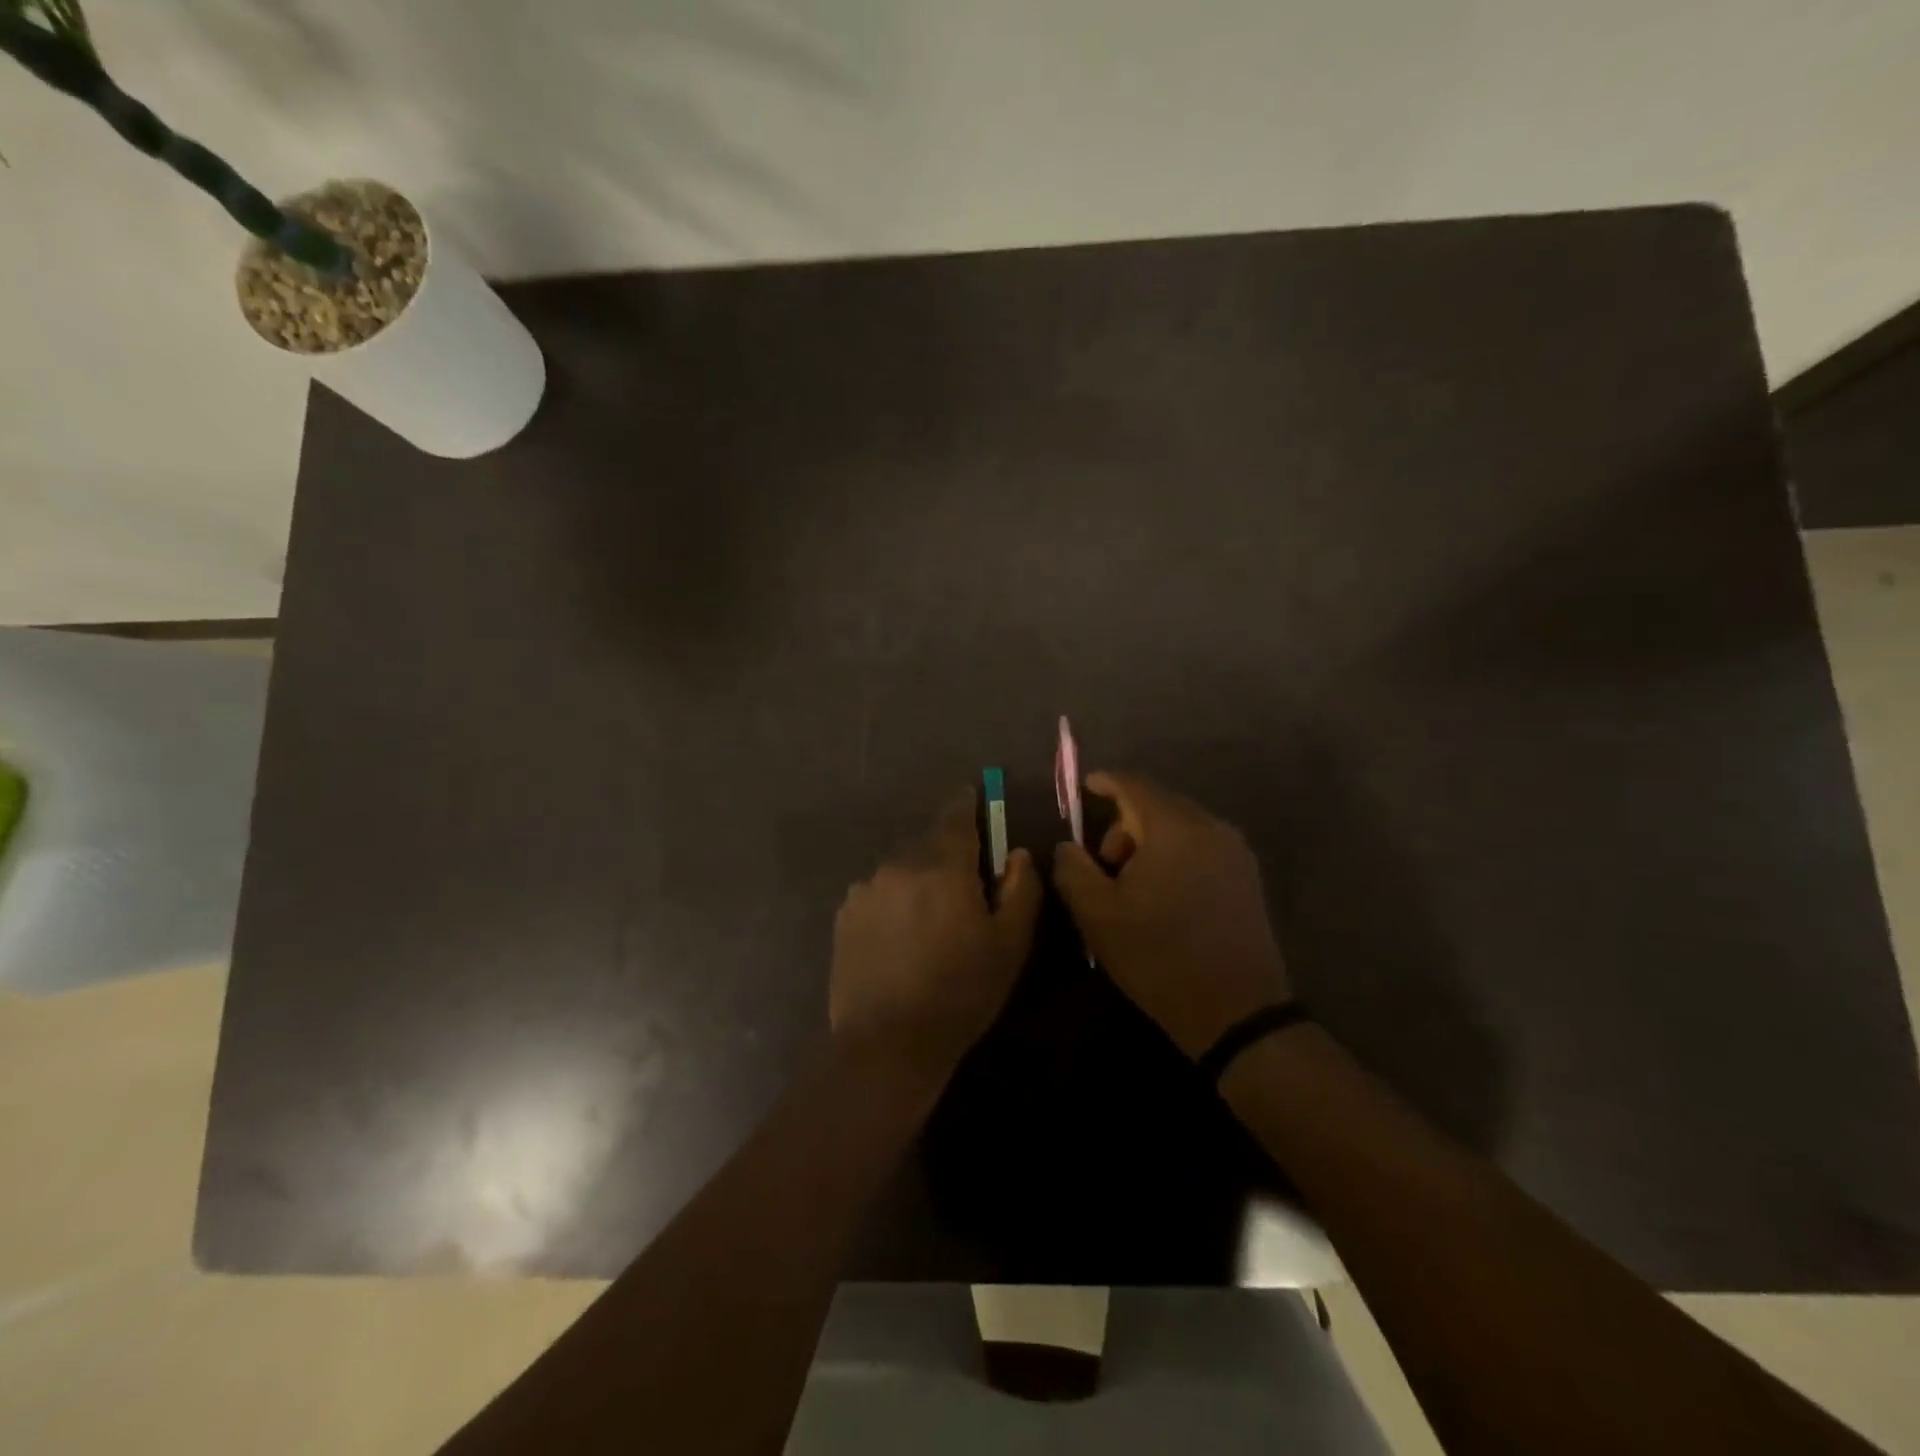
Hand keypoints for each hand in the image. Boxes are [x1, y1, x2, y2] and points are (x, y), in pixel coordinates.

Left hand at [830, 789, 1042, 1090]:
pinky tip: (899, 938)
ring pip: (902, 869)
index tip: (974, 802)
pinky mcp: (845, 915)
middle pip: (929, 843)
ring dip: (918, 880)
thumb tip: (1016, 854)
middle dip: (947, 855)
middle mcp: (899, 865)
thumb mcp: (1010, 944)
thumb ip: (1021, 888)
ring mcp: (866, 889)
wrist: (888, 1043)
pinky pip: (878, 893)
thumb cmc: (960, 992)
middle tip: (962, 888)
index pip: (957, 815)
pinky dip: (893, 902)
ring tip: (928, 921)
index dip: (968, 805)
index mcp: (943, 866)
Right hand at [1052, 772, 1290, 1057]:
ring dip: (1149, 841)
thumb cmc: (1159, 957)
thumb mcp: (1098, 915)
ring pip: (1180, 825)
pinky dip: (1174, 854)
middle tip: (1104, 864)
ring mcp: (1235, 852)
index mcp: (1175, 828)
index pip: (1135, 785)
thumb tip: (1068, 846)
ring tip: (1133, 885)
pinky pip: (1201, 845)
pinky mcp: (1247, 877)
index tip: (1085, 787)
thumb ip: (1072, 869)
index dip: (1106, 781)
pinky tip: (1164, 894)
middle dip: (1124, 823)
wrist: (1236, 1011)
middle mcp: (1211, 828)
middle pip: (1158, 803)